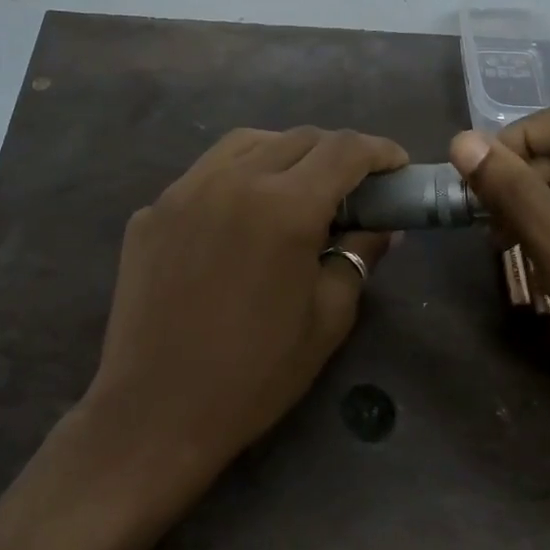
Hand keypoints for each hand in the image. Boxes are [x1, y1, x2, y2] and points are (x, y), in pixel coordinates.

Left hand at [85, 126, 405, 485]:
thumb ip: (359, 255)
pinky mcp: (152, 211)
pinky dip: (237, 176)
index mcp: (285, 207)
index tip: (397, 165)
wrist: (156, 411)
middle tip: (352, 186)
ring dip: (285, 152)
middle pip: (298, 138)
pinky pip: (205, 173)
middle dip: (336, 152)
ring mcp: (184, 191)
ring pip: (247, 143)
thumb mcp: (328, 318)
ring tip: (298, 186)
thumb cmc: (255, 374)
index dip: (379, 151)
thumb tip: (380, 224)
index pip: (344, 150)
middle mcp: (233, 180)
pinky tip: (242, 214)